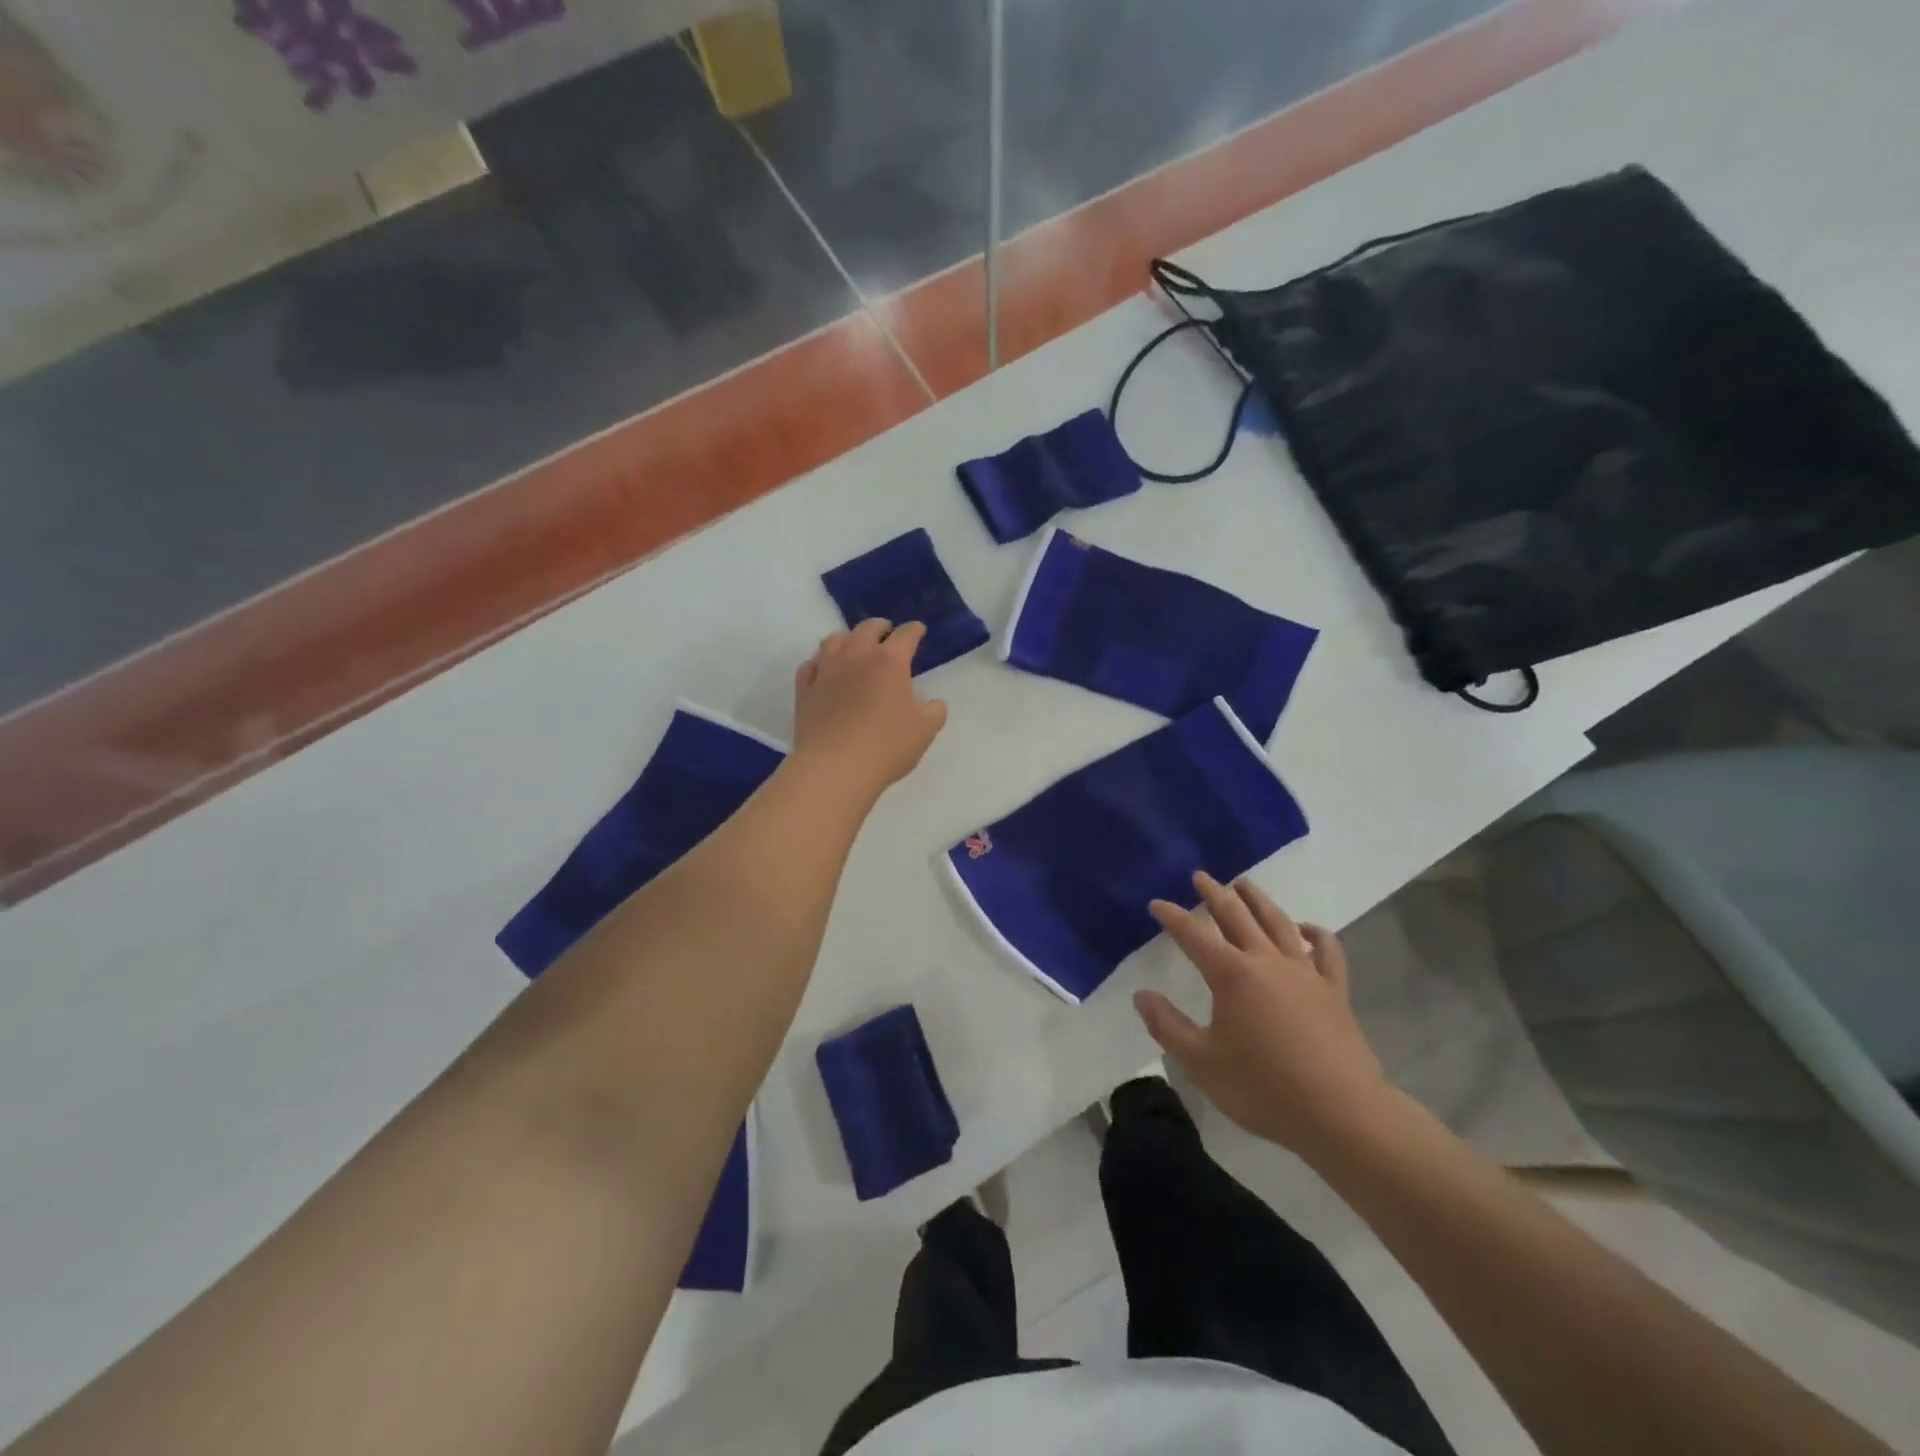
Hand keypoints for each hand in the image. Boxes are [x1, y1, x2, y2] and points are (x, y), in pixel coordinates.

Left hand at [793, 619, 947, 795]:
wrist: (835, 767)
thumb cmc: (886, 747)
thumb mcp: (924, 731)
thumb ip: (934, 712)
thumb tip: (934, 703)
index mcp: (889, 662)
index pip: (906, 635)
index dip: (914, 630)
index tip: (918, 630)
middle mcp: (856, 657)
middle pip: (867, 628)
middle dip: (880, 627)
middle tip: (887, 633)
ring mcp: (826, 670)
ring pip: (834, 640)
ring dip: (848, 638)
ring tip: (854, 645)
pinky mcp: (805, 689)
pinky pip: (811, 664)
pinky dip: (820, 661)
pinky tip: (824, 669)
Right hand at [1136, 872, 1399, 1160]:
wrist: (1342, 1115)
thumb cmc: (1264, 1090)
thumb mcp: (1201, 1063)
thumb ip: (1168, 1026)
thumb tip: (1142, 995)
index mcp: (1231, 975)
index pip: (1193, 935)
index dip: (1173, 916)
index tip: (1157, 903)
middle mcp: (1266, 962)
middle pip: (1236, 917)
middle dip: (1215, 894)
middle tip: (1200, 876)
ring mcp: (1305, 973)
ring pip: (1278, 923)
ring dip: (1258, 900)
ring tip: (1243, 884)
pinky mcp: (1334, 991)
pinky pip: (1327, 951)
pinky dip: (1316, 933)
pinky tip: (1306, 928)